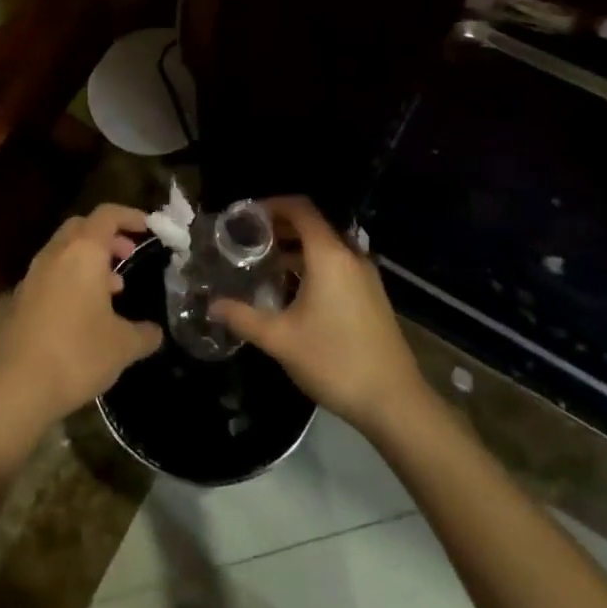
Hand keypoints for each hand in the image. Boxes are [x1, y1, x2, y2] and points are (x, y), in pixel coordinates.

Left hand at [0, 203, 162, 438]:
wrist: (16, 386)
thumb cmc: (77, 354)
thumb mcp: (123, 346)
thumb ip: (144, 333)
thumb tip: (155, 332)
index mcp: (83, 251)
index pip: (107, 214)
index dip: (130, 216)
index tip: (149, 227)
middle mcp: (56, 253)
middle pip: (82, 227)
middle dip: (108, 236)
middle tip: (129, 255)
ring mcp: (33, 275)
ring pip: (65, 251)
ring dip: (89, 259)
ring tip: (113, 288)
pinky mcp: (21, 298)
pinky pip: (52, 274)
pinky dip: (72, 278)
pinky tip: (85, 312)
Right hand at [211, 196, 427, 433]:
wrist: (394, 402)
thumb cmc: (334, 361)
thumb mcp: (280, 339)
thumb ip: (243, 316)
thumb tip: (212, 305)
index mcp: (329, 256)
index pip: (300, 209)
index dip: (271, 205)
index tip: (245, 216)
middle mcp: (350, 256)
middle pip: (313, 225)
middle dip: (280, 227)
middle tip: (248, 240)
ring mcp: (365, 276)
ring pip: (326, 246)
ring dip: (296, 248)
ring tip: (265, 264)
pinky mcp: (372, 295)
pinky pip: (338, 264)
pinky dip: (313, 264)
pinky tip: (293, 291)